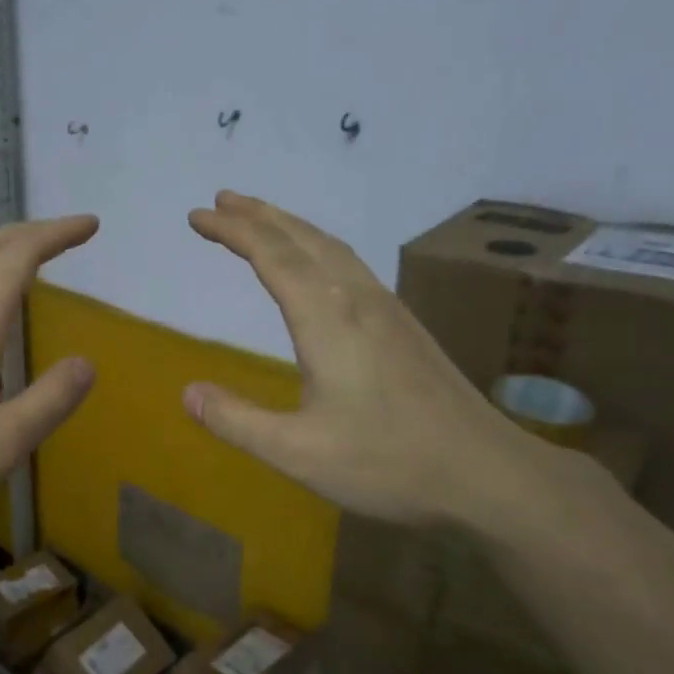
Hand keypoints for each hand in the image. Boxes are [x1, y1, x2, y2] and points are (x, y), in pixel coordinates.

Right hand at [184, 191, 547, 525]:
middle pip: (303, 239)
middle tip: (222, 199)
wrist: (486, 474)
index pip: (272, 256)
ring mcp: (387, 309)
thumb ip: (237, 421)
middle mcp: (357, 300)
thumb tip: (187, 393)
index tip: (198, 215)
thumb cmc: (387, 462)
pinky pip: (350, 264)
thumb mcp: (297, 452)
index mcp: (327, 319)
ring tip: (260, 218)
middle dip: (259, 215)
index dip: (233, 231)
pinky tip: (318, 264)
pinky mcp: (404, 326)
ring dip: (291, 226)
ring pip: (332, 247)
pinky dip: (318, 246)